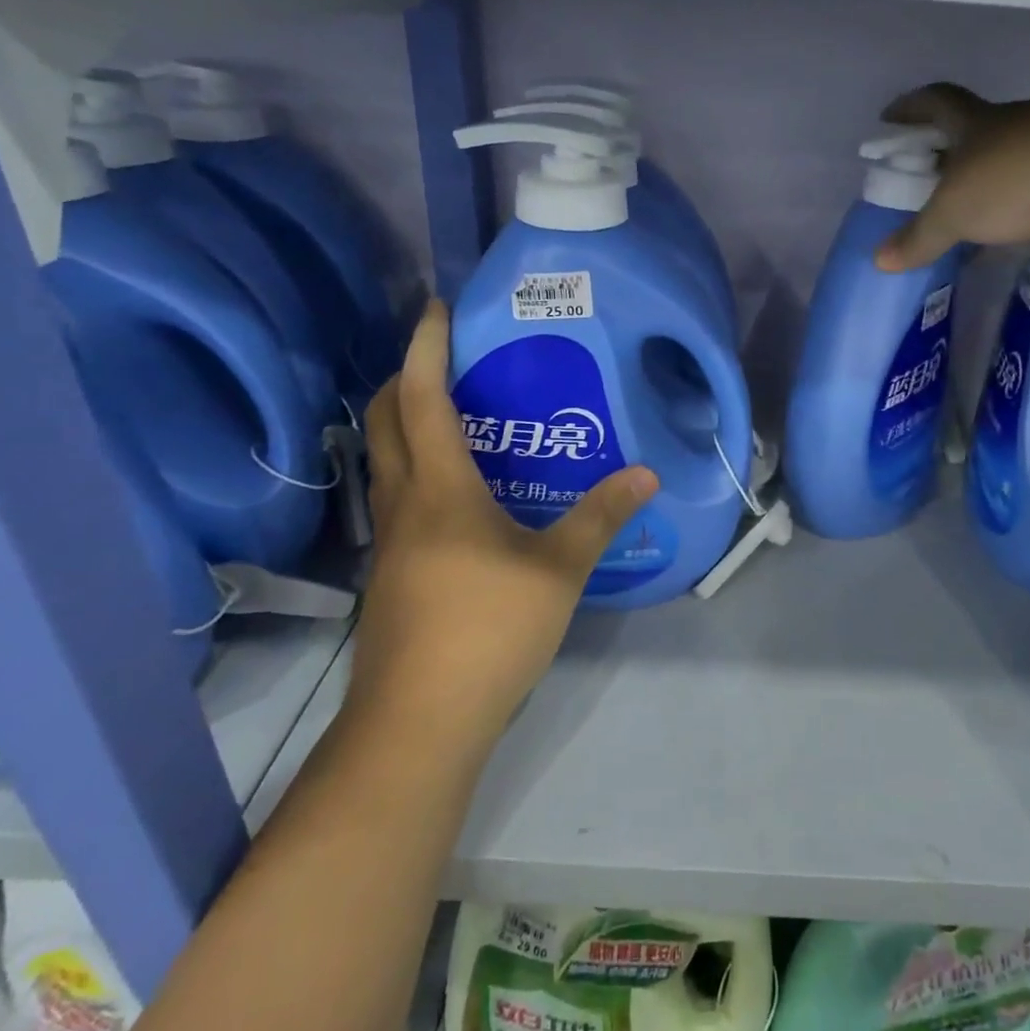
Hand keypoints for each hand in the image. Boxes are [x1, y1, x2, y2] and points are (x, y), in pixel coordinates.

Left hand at [349, 300, 657, 743]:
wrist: (419, 722)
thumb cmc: (488, 630)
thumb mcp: (559, 570)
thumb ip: (601, 517)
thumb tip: (646, 475)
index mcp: (439, 489)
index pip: (421, 398)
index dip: (425, 347)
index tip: (435, 308)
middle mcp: (404, 503)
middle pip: (384, 421)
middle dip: (403, 377)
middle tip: (444, 359)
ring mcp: (390, 541)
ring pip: (383, 461)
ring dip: (403, 424)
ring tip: (452, 414)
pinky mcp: (391, 573)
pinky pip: (396, 498)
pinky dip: (414, 469)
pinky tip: (454, 492)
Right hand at [872, 85, 1029, 270]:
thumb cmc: (1019, 180)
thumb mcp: (954, 213)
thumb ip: (918, 237)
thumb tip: (879, 261)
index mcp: (979, 122)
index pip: (937, 102)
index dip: (911, 107)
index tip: (888, 118)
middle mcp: (1016, 129)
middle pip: (973, 135)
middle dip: (947, 155)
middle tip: (924, 182)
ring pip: (1010, 168)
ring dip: (988, 189)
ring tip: (965, 219)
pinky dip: (1020, 217)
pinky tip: (1008, 240)